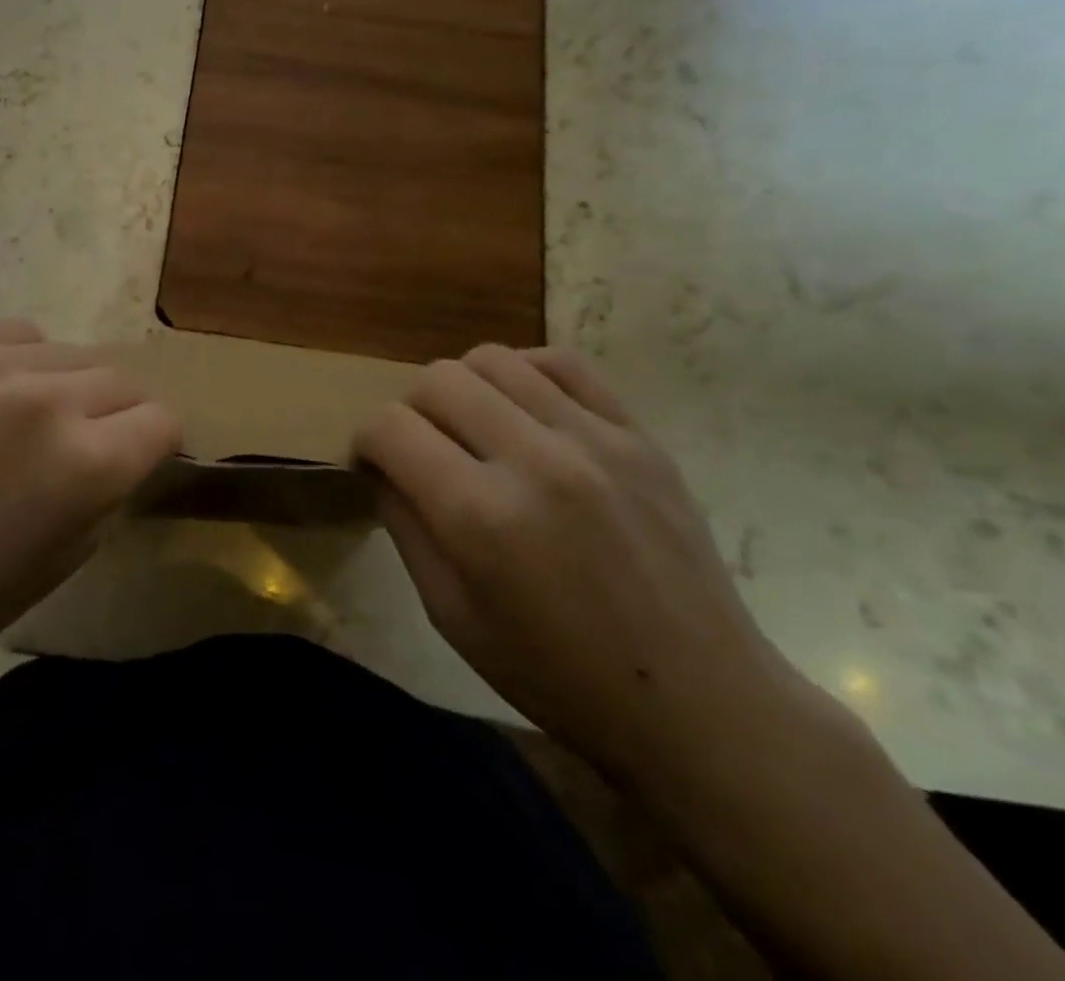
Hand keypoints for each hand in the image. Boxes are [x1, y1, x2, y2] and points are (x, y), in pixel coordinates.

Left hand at [0, 321, 179, 699]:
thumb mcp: (72, 555)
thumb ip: (111, 487)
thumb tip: (126, 448)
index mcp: (87, 462)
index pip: (162, 420)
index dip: (158, 443)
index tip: (143, 456)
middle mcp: (49, 399)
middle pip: (123, 381)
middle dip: (118, 415)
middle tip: (89, 444)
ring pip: (75, 354)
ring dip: (72, 387)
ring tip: (38, 420)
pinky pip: (19, 335)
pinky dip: (26, 361)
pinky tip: (1, 395)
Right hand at [357, 345, 817, 793]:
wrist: (699, 703)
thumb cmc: (559, 677)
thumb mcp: (451, 617)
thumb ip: (405, 527)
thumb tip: (385, 466)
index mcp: (480, 517)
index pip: (390, 427)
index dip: (365, 440)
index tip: (372, 464)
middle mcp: (534, 460)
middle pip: (437, 380)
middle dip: (409, 410)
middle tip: (421, 450)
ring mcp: (594, 439)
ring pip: (493, 359)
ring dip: (461, 387)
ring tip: (471, 427)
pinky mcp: (638, 435)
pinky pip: (561, 363)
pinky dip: (523, 373)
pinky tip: (521, 408)